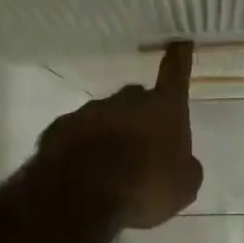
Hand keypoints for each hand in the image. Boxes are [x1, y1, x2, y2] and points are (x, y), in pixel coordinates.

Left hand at [38, 42, 202, 228]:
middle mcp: (126, 100)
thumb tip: (181, 161)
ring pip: (104, 116)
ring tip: (109, 165)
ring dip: (109, 133)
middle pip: (137, 98)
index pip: (175, 73)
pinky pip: (75, 133)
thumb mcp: (183, 186)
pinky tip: (83, 170)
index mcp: (162, 108)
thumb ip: (185, 166)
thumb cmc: (144, 187)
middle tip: (142, 144)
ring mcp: (89, 112)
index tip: (179, 43)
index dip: (179, 58)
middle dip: (140, 115)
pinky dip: (81, 146)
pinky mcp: (58, 129)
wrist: (81, 199)